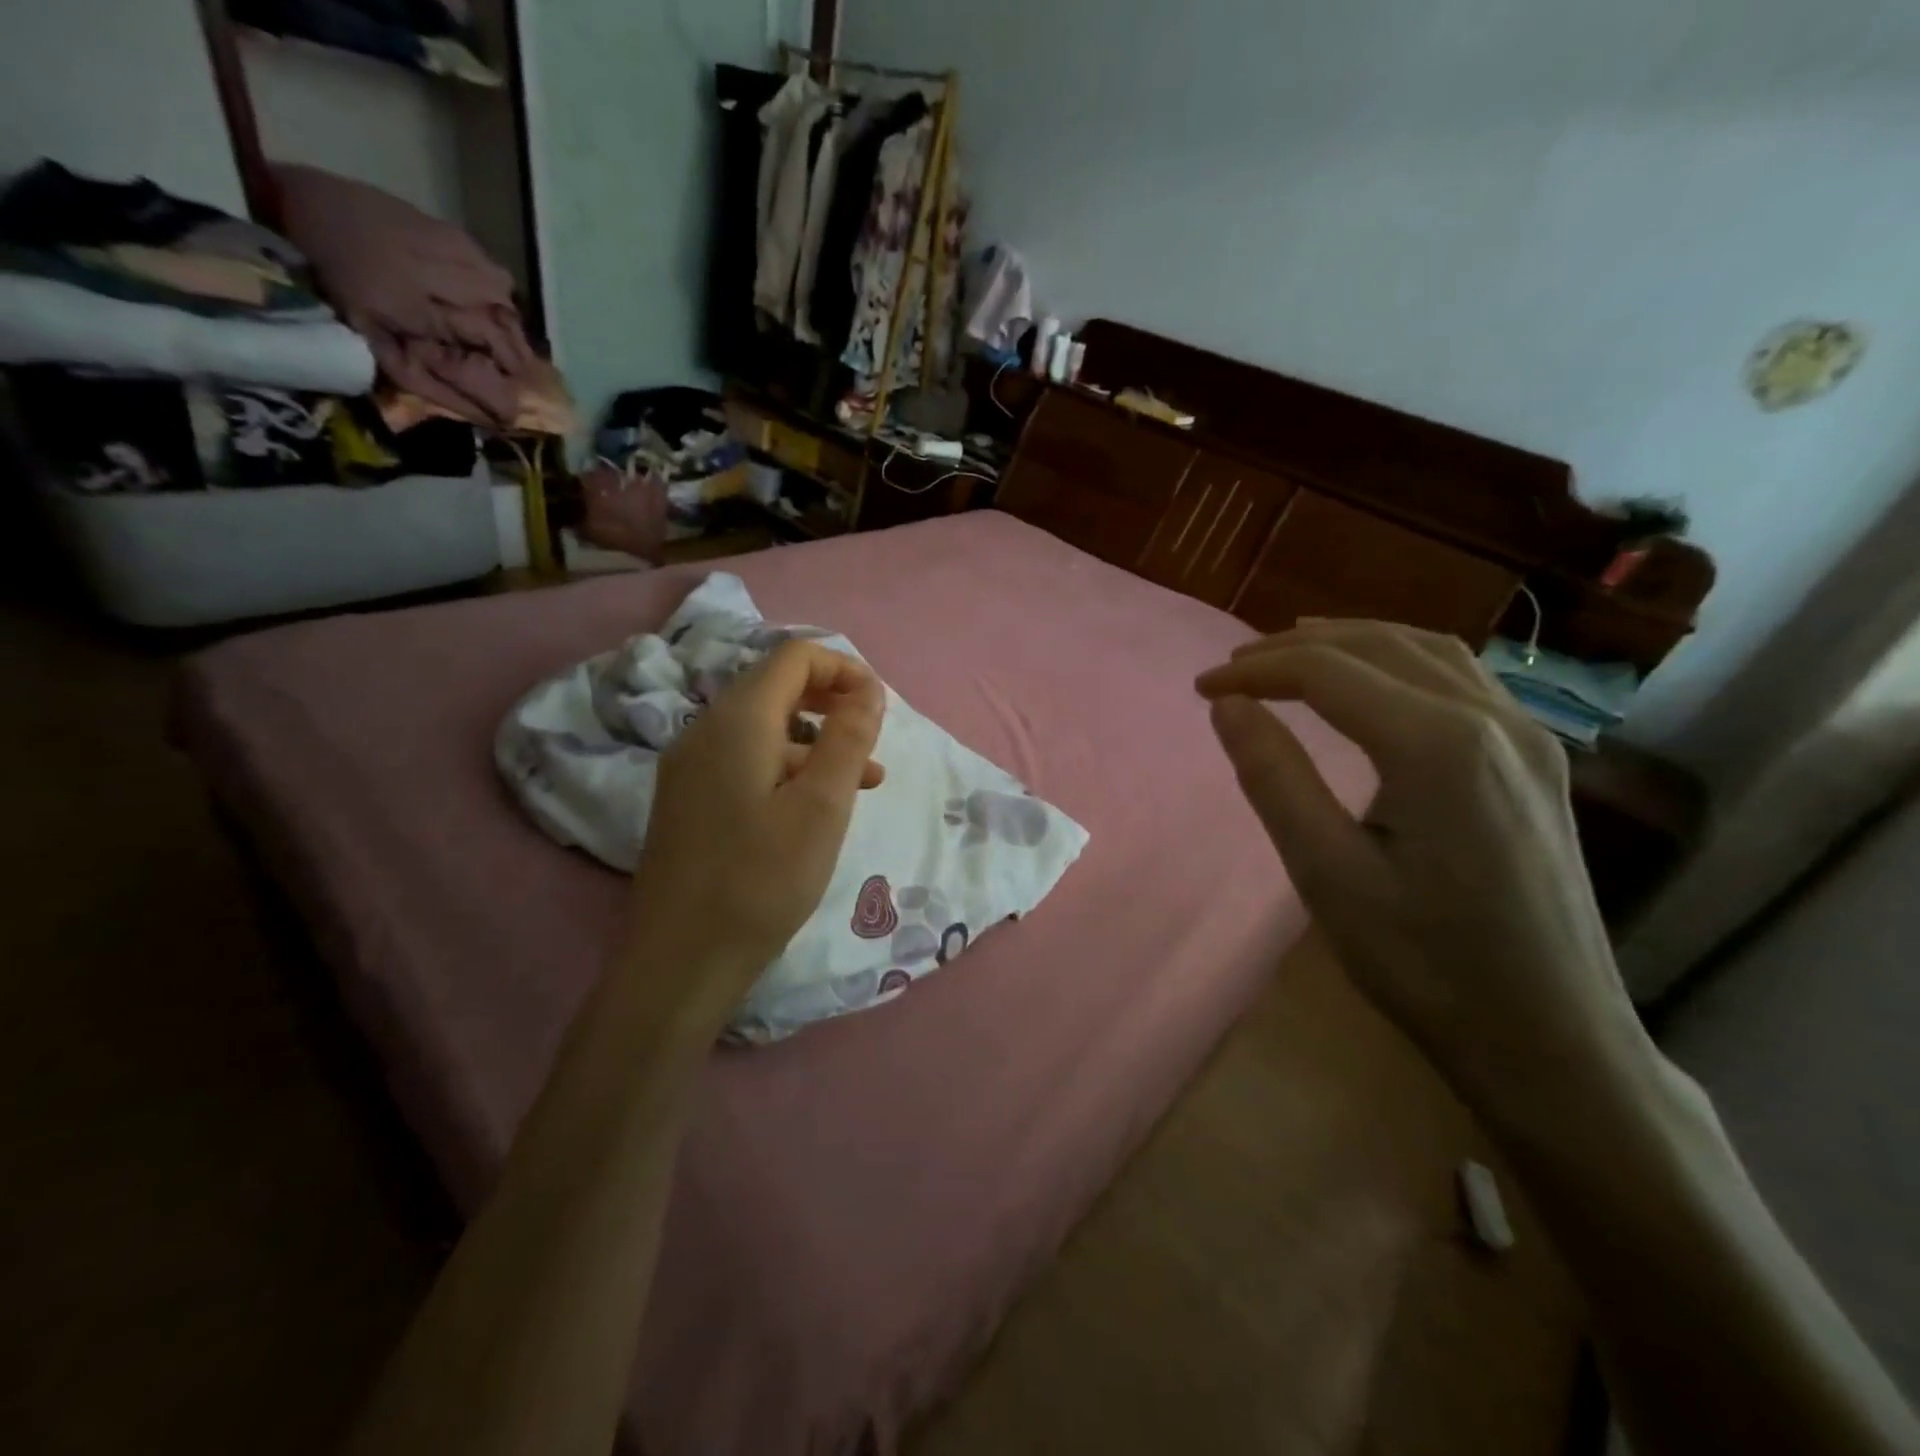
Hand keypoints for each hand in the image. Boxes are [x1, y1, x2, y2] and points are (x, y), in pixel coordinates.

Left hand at [623, 640, 885, 1032]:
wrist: (680, 961)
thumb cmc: (761, 879)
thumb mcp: (822, 806)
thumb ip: (849, 738)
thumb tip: (868, 690)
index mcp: (738, 720)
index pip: (793, 657)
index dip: (843, 668)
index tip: (880, 706)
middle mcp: (705, 730)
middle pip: (775, 686)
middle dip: (832, 701)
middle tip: (873, 736)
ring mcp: (689, 767)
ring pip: (763, 728)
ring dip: (815, 739)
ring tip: (863, 780)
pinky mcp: (688, 800)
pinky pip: (745, 761)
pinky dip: (788, 767)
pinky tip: (815, 807)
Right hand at [1196, 620, 1653, 1135]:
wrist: (1551, 1040)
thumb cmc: (1425, 964)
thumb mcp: (1327, 874)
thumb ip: (1274, 777)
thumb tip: (1229, 706)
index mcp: (1438, 747)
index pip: (1327, 673)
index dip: (1255, 671)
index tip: (1202, 688)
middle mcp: (1493, 721)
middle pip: (1379, 647)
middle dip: (1296, 649)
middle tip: (1234, 666)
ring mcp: (1529, 738)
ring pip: (1428, 651)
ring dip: (1352, 643)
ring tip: (1293, 653)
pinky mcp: (1540, 761)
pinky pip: (1463, 678)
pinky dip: (1401, 660)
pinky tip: (1376, 681)